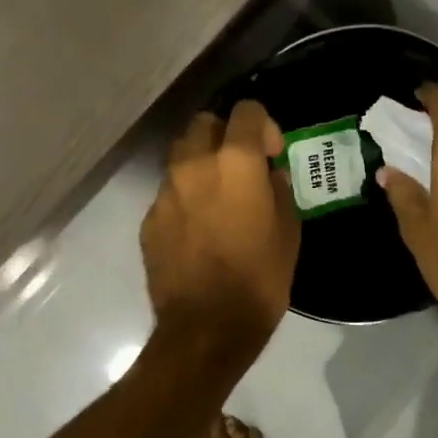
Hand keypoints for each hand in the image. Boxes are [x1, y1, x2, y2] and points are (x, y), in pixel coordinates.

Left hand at [141, 101, 299, 352]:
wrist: (206, 327)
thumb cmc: (259, 279)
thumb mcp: (288, 232)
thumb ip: (279, 190)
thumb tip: (269, 175)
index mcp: (234, 161)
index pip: (246, 110)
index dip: (262, 125)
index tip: (270, 154)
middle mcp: (193, 164)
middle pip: (204, 123)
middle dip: (223, 135)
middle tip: (240, 167)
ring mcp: (165, 191)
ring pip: (180, 156)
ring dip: (200, 164)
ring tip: (217, 197)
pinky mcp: (149, 219)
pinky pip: (169, 194)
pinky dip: (184, 199)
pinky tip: (197, 231)